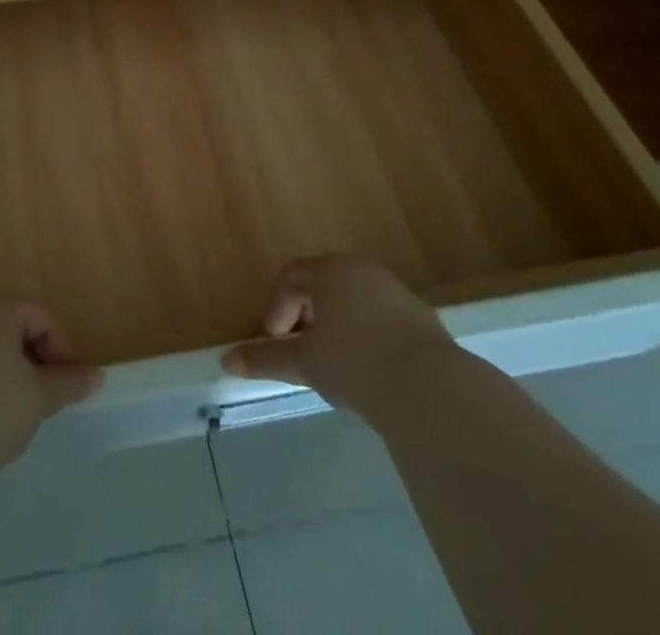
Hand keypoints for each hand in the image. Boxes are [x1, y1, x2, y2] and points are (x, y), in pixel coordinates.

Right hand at [222, 256, 455, 408]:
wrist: (432, 390)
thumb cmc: (355, 364)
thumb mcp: (305, 362)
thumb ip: (266, 358)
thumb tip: (227, 360)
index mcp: (328, 271)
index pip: (289, 277)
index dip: (275, 308)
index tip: (272, 342)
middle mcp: (360, 269)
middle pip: (321, 283)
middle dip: (303, 315)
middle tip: (298, 350)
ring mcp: (394, 290)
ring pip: (352, 299)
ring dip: (335, 324)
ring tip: (332, 363)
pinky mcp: (420, 316)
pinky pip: (379, 316)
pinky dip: (365, 334)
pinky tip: (369, 370)